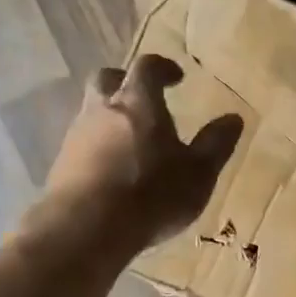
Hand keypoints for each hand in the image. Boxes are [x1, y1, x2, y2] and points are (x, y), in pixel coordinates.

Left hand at [38, 54, 243, 253]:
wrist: (86, 229)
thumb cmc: (151, 194)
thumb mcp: (197, 174)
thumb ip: (215, 144)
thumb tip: (234, 119)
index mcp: (138, 102)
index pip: (147, 67)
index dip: (162, 68)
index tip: (176, 77)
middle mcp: (101, 110)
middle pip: (106, 79)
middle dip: (125, 82)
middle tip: (143, 98)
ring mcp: (76, 136)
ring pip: (91, 112)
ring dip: (110, 118)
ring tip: (131, 143)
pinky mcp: (61, 165)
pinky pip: (82, 144)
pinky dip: (98, 148)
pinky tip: (111, 172)